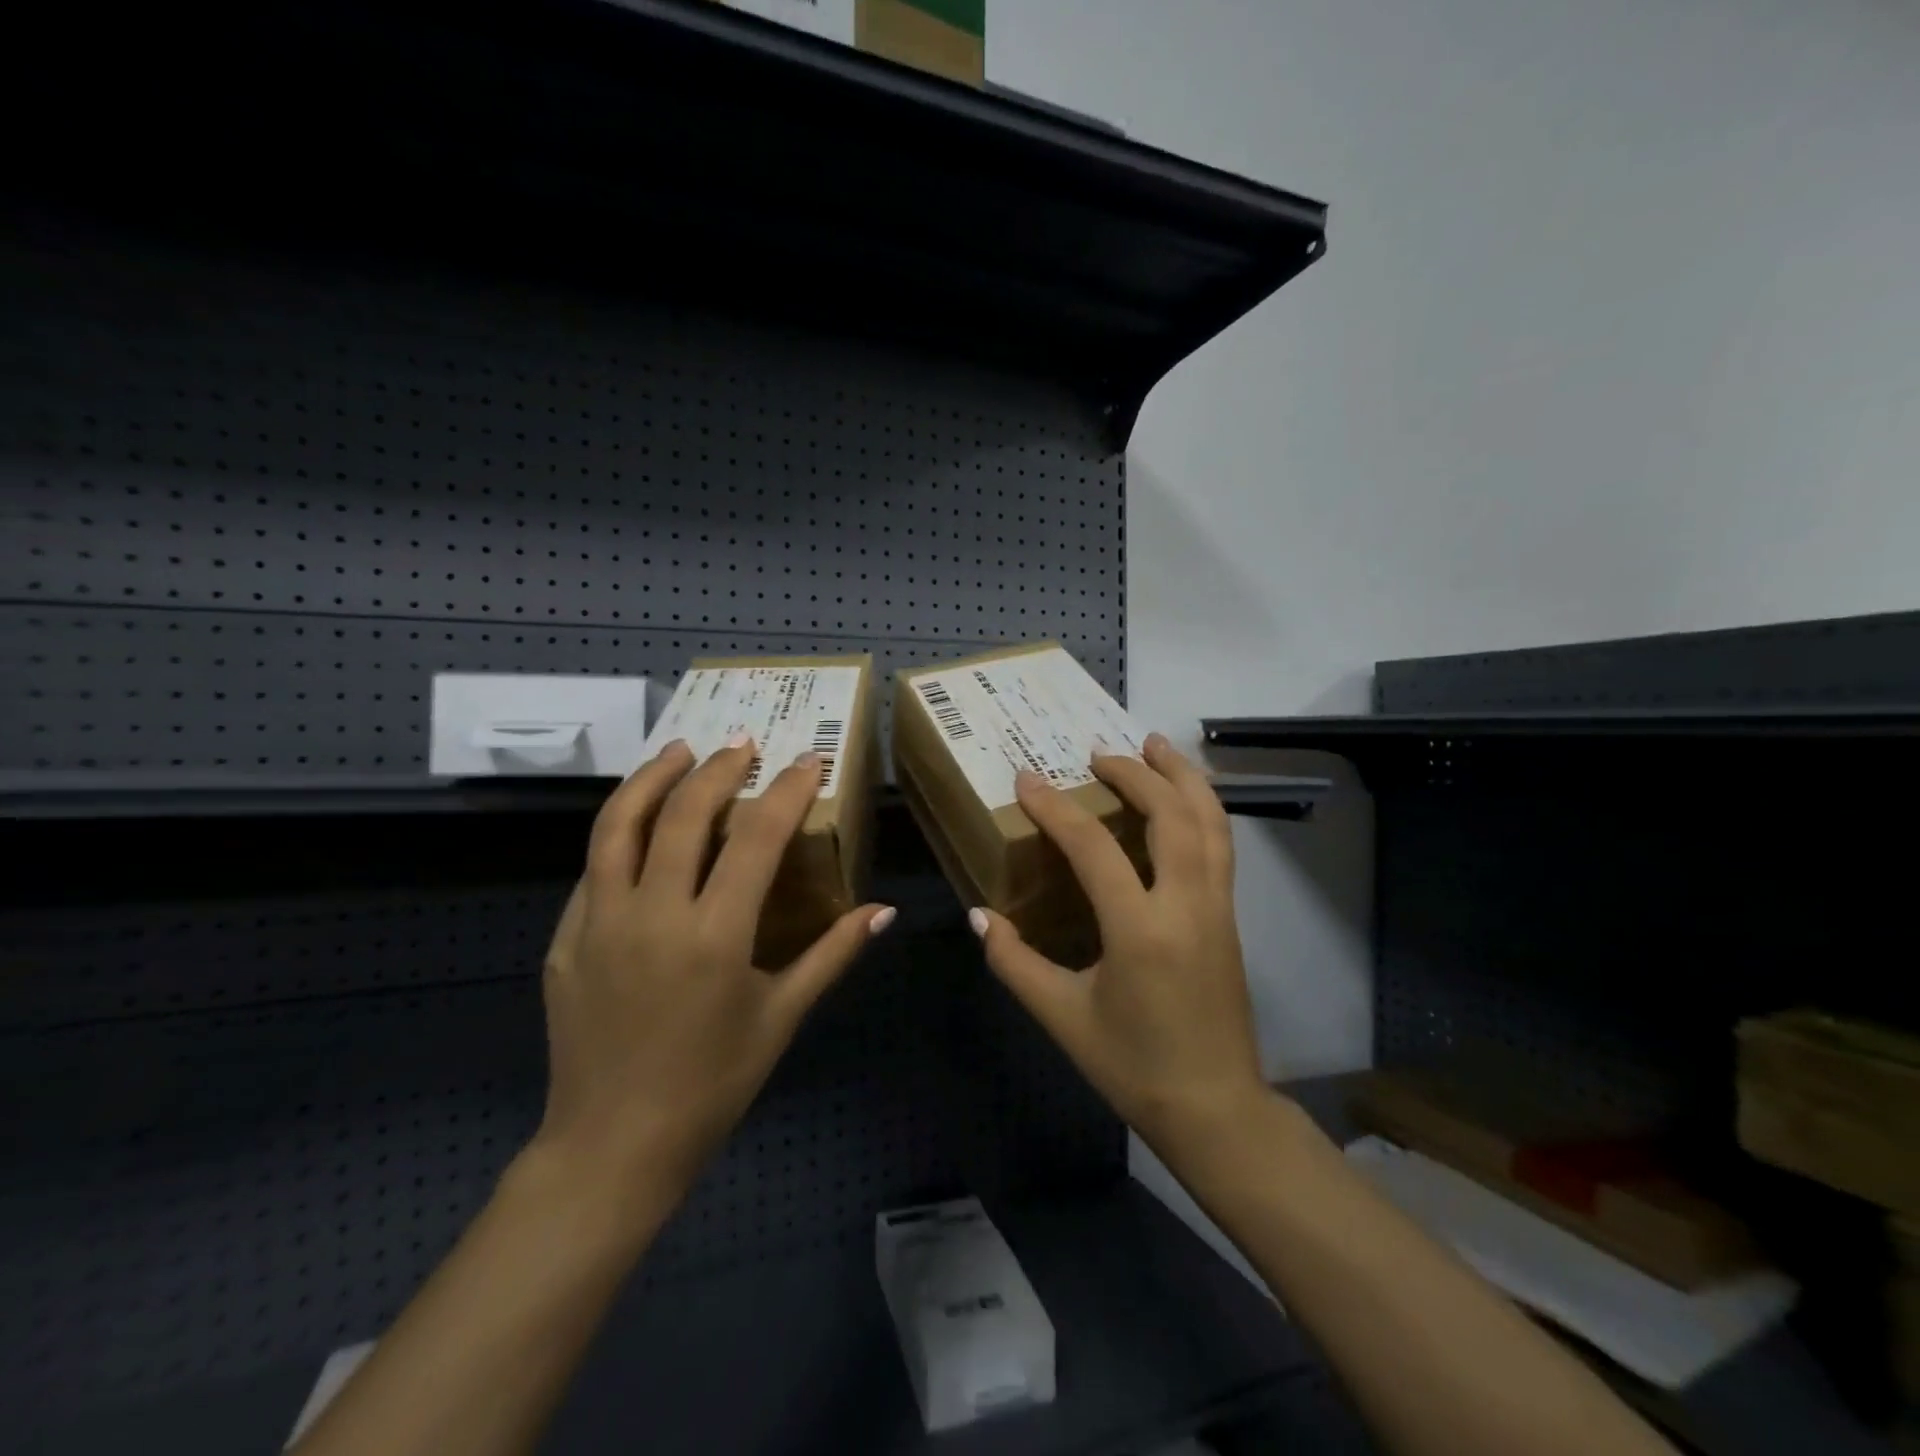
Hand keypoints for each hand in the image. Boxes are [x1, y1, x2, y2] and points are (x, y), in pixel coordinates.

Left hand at [533, 737, 894, 1205]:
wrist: (613, 1147)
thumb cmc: (712, 1084)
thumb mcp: (783, 1017)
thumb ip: (832, 953)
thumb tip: (883, 910)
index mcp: (715, 936)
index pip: (756, 838)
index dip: (787, 791)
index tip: (807, 761)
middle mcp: (652, 915)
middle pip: (684, 814)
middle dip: (719, 769)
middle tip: (744, 743)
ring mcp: (598, 924)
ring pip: (619, 826)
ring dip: (652, 778)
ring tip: (680, 751)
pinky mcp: (565, 940)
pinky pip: (593, 869)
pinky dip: (619, 832)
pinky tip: (639, 824)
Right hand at [971, 733, 1264, 1151]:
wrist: (1215, 1108)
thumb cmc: (1134, 1067)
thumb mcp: (1063, 1018)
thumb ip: (1016, 963)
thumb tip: (981, 916)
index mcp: (1140, 930)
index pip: (1094, 847)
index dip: (1055, 808)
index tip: (1027, 779)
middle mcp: (1187, 905)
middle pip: (1171, 814)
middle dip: (1135, 773)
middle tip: (1098, 752)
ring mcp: (1218, 907)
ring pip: (1211, 821)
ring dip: (1183, 776)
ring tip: (1155, 745)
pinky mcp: (1230, 916)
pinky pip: (1220, 844)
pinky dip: (1202, 806)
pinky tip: (1184, 797)